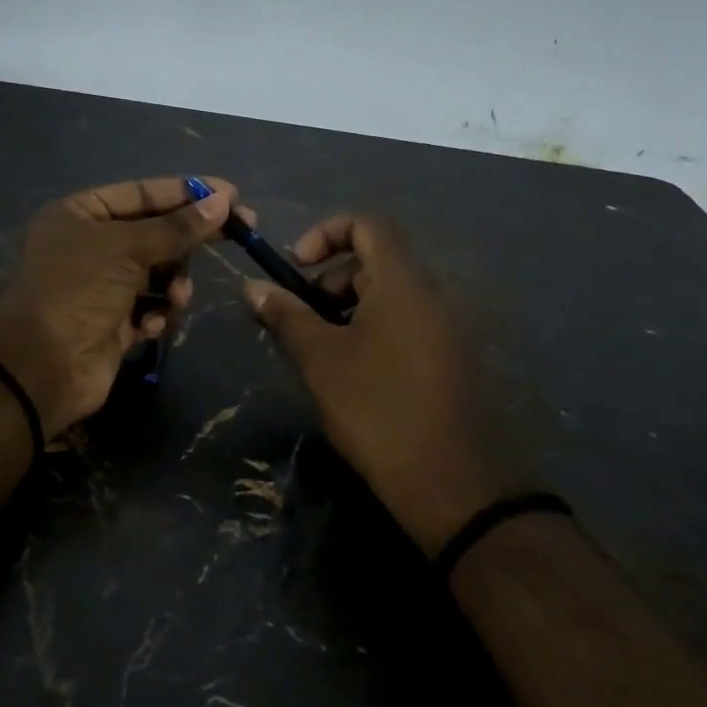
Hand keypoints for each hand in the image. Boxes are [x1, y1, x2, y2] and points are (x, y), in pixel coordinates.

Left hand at [0, 176, 238, 434]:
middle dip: (191, 239)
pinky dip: (157, 313)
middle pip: (156, 232)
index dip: (187, 192)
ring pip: (160, 272)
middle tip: (241, 231)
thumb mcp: (126, 248)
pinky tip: (151, 324)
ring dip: (174, 283)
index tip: (231, 194)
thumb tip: (223, 202)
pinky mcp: (115, 323)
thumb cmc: (78, 291)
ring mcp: (103, 286)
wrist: (42, 367)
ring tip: (176, 298)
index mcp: (81, 214)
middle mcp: (91, 245)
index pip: (143, 193)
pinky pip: (151, 306)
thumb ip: (176, 227)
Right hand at [245, 213, 539, 552]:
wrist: (453, 483)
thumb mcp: (320, 360)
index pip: (367, 223)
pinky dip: (375, 330)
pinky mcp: (454, 358)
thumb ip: (285, 315)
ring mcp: (449, 327)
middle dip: (331, 280)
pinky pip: (408, 323)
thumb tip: (252, 286)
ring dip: (350, 309)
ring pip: (391, 295)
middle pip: (376, 260)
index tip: (296, 269)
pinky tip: (356, 374)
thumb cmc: (378, 409)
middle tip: (303, 322)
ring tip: (324, 353)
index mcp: (403, 281)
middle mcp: (434, 293)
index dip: (325, 233)